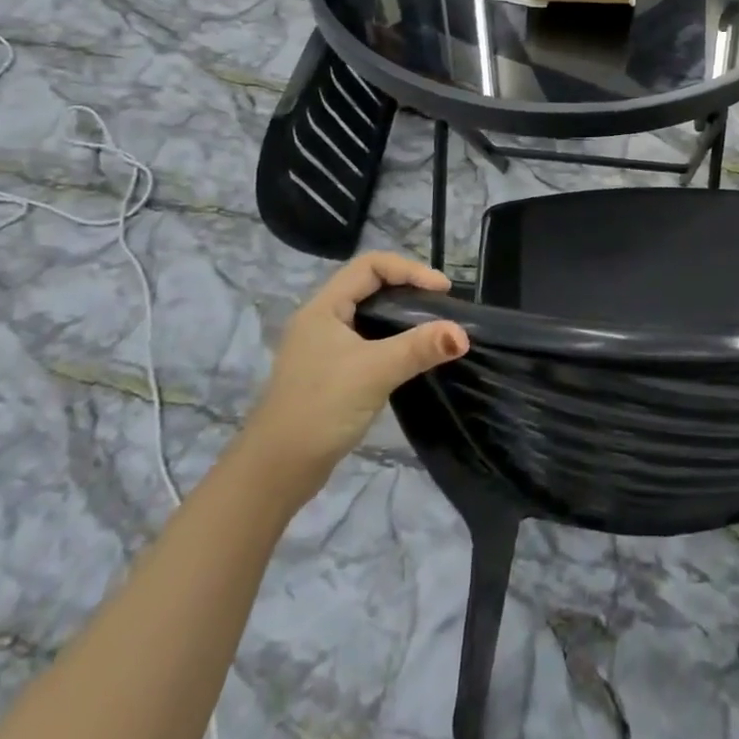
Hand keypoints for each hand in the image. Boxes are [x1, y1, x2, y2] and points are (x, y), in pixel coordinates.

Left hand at [243, 253, 467, 480]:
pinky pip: (368, 340)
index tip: (442, 290)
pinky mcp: (331, 372)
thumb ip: (419, 348)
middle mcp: (322, 320)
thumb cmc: (321, 408)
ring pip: (370, 314)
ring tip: (433, 326)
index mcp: (324, 307)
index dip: (409, 269)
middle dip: (408, 288)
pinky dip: (393, 340)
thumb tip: (462, 334)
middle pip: (371, 286)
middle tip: (441, 306)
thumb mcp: (374, 372)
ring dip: (401, 316)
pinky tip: (411, 356)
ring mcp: (324, 348)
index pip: (371, 265)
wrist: (275, 472)